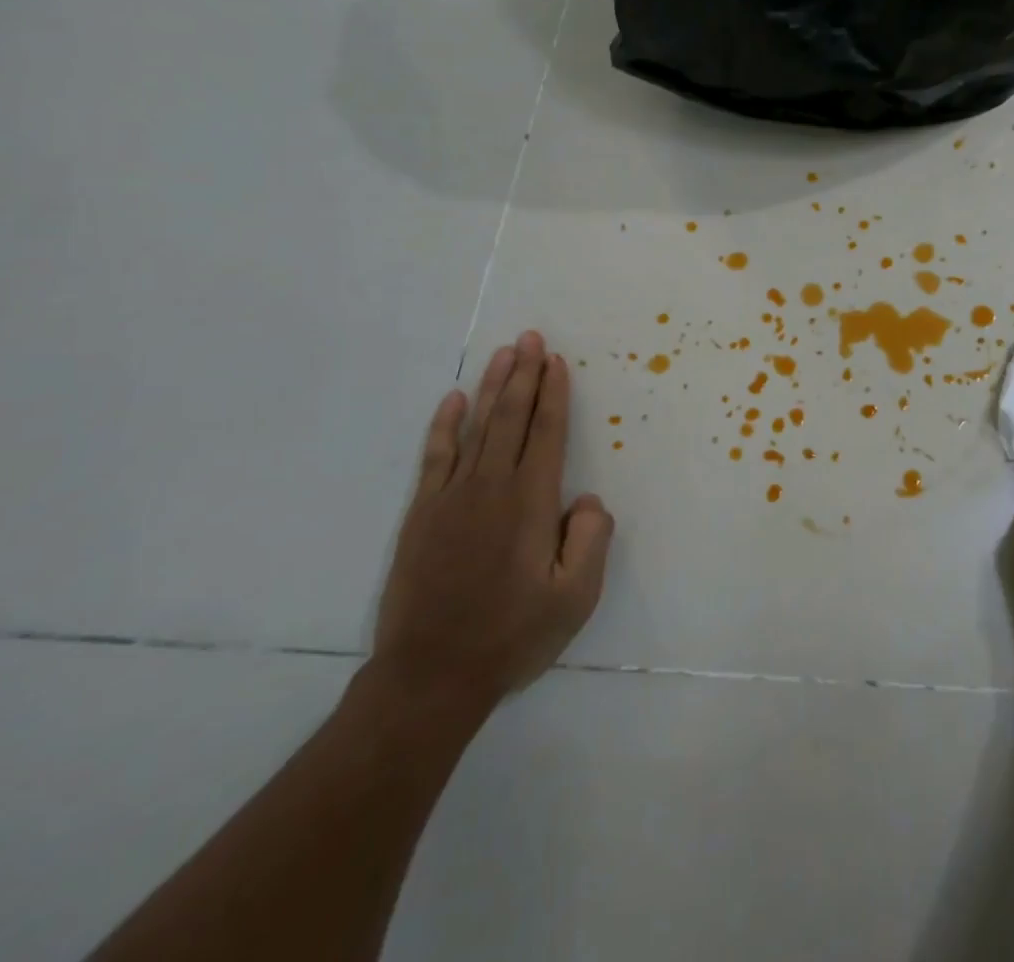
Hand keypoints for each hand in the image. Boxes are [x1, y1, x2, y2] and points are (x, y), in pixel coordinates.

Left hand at [370, 331, 613, 719]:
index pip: (547, 434)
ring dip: (493, 387)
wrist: (430, 676)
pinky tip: (454, 399)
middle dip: (525, 375)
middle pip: (511, 418)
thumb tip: (586, 499)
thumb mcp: (576, 598)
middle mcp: (491, 488)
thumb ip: (592, 540)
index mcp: (531, 503)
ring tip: (505, 353)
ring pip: (476, 428)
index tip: (557, 361)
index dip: (554, 395)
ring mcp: (451, 499)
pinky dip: (445, 425)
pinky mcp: (421, 515)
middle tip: (532, 337)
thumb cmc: (511, 636)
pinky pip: (436, 457)